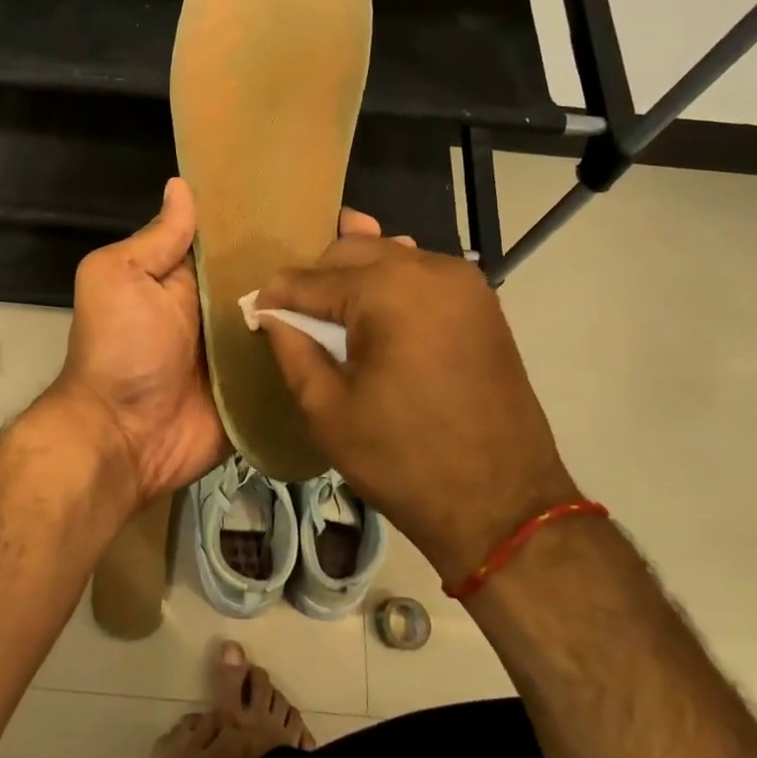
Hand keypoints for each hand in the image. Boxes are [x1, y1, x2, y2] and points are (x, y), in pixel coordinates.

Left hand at [45, 179, 391, 508]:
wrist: (124, 439)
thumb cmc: (120, 349)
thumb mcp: (120, 278)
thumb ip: (157, 239)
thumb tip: (182, 185)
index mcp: (195, 274)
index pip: (247, 236)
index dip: (284, 217)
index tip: (337, 203)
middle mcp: (227, 306)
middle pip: (283, 274)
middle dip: (328, 257)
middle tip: (388, 240)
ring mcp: (251, 348)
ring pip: (301, 316)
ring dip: (341, 301)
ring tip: (400, 278)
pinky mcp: (266, 386)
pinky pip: (302, 362)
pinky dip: (332, 350)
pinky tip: (387, 335)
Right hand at [257, 239, 578, 582]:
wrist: (503, 505)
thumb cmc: (403, 460)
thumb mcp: (327, 410)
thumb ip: (292, 348)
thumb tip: (270, 314)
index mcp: (388, 291)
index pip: (311, 279)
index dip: (276, 295)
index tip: (253, 312)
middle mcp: (429, 269)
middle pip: (351, 252)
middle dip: (316, 280)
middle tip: (294, 319)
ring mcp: (463, 282)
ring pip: (388, 256)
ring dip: (354, 278)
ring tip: (332, 318)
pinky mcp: (482, 301)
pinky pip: (421, 274)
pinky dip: (391, 285)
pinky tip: (376, 314)